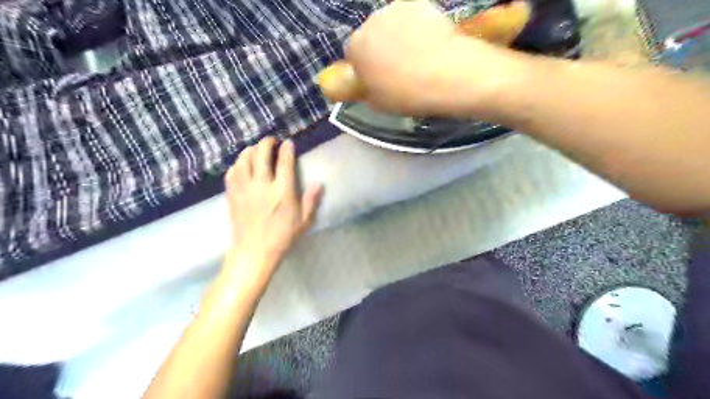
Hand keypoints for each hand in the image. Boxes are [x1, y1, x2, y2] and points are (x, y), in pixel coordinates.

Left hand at [224, 139, 322, 262]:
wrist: (254, 252)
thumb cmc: (282, 237)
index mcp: (282, 191)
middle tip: (271, 141)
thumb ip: (311, 200)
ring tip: (256, 150)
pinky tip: (241, 165)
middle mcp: (262, 185)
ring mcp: (244, 188)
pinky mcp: (232, 194)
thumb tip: (319, 184)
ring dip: (250, 150)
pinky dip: (237, 164)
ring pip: (243, 159)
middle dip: (266, 143)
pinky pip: (232, 172)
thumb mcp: (303, 221)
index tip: (288, 143)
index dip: (287, 149)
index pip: (284, 162)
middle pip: (261, 154)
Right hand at [345, 0, 519, 116]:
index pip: (352, 54)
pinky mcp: (419, 3)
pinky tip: (428, 42)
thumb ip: (362, 89)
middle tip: (397, 68)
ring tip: (416, 55)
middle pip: (370, 36)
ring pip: (389, 25)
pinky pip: (410, 17)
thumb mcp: (377, 103)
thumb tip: (360, 81)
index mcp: (356, 48)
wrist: (447, 75)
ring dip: (395, 36)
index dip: (364, 67)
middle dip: (378, 49)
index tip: (376, 77)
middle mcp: (371, 22)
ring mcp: (395, 10)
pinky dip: (415, 27)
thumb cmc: (407, 94)